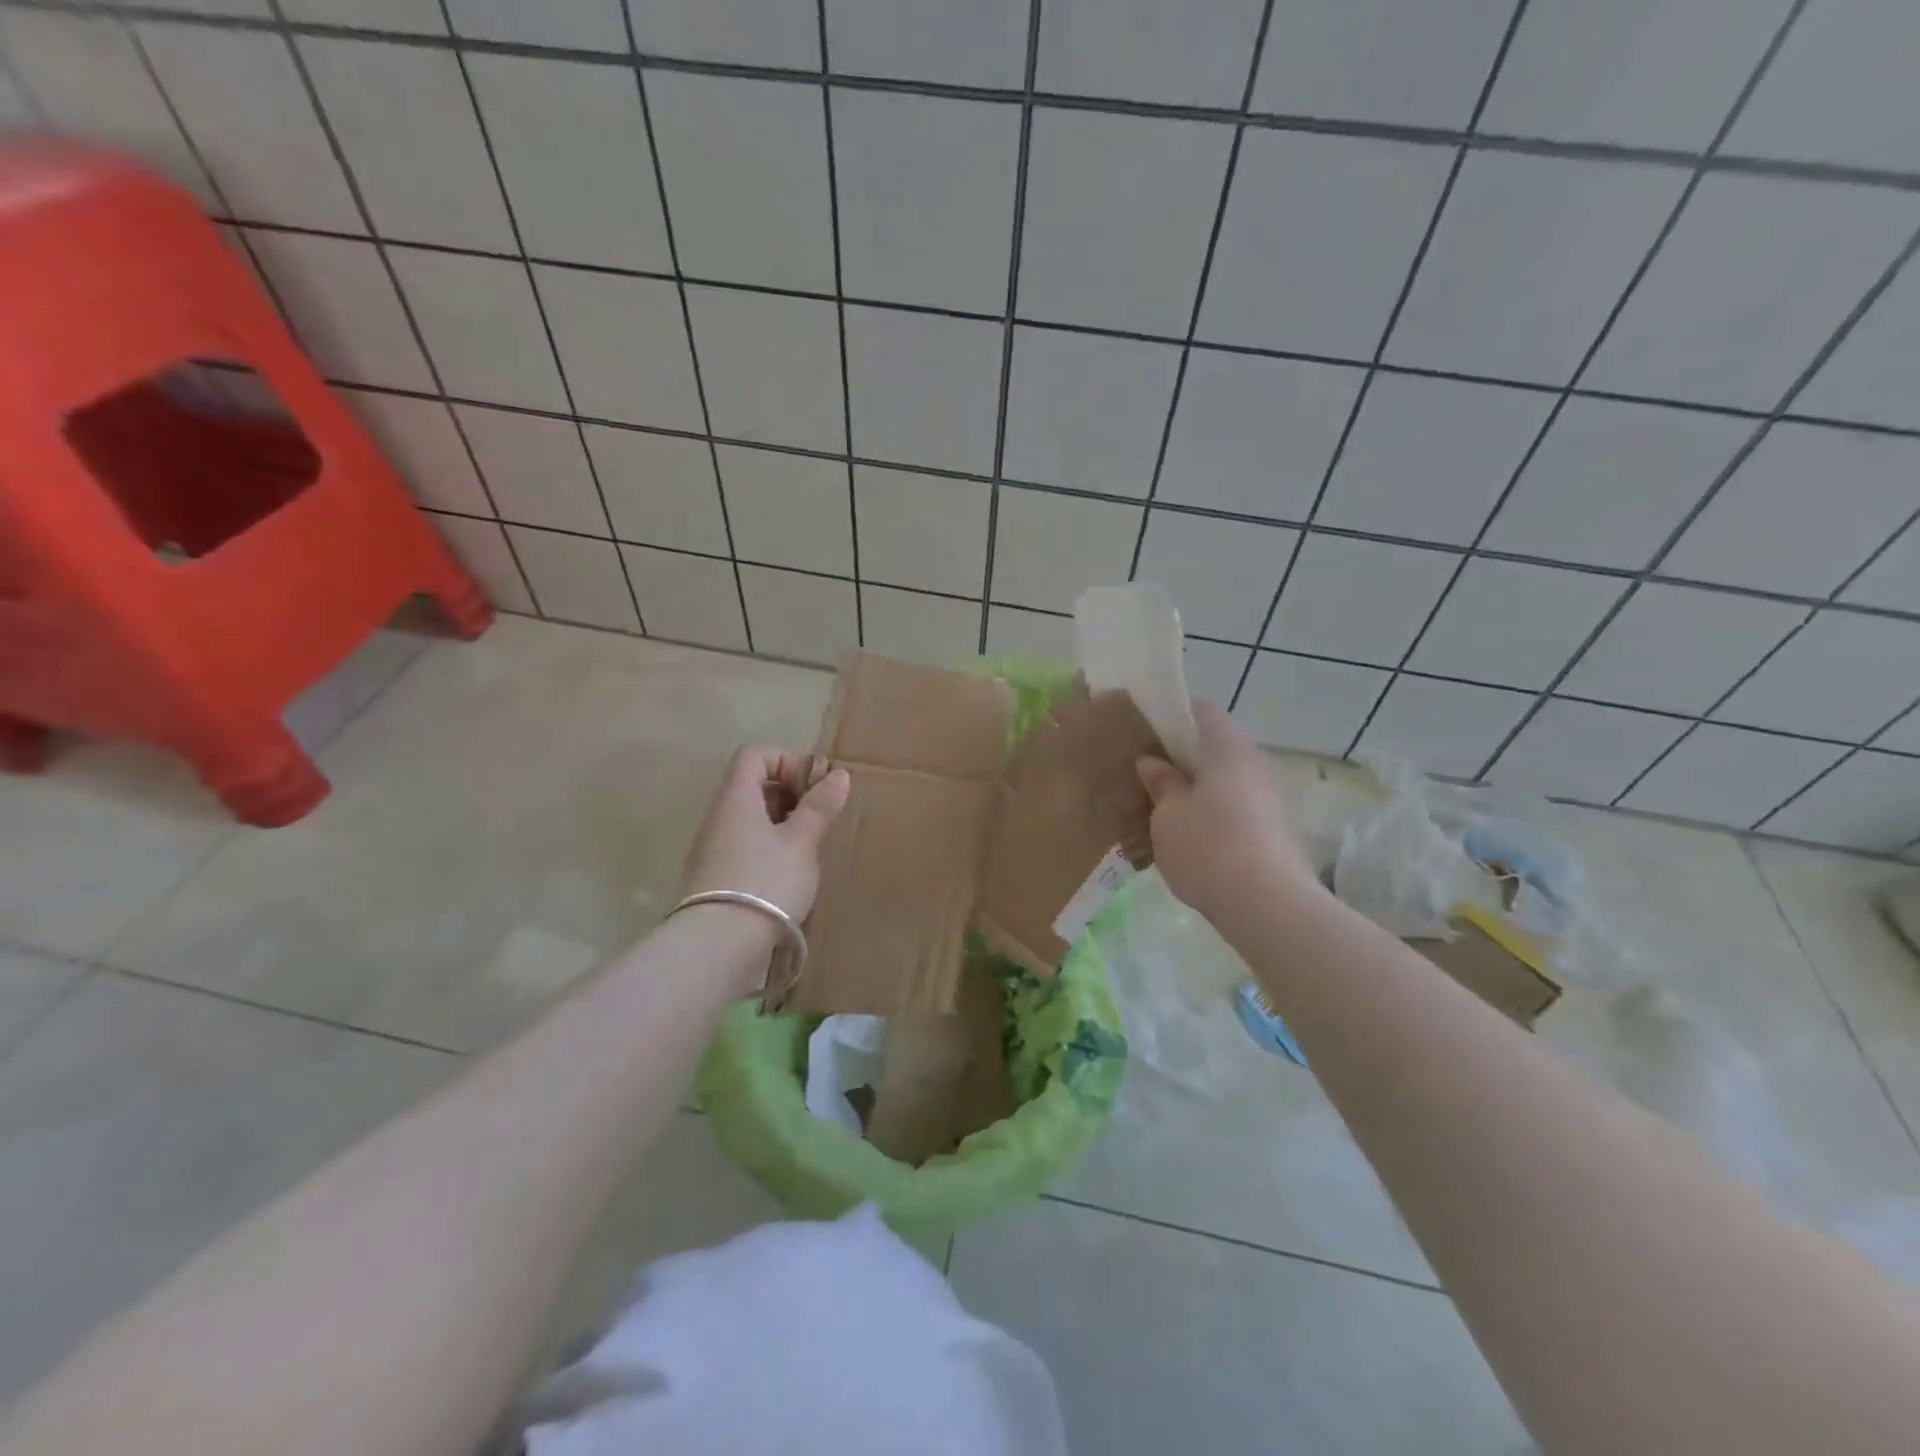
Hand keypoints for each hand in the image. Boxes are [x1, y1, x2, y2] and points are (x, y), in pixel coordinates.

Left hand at [679, 747, 850, 924]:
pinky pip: (746, 846)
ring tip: (809, 848)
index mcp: (737, 798)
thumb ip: (819, 807)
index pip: (755, 755)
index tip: (812, 789)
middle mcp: (720, 816)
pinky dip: (770, 848)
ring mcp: (714, 848)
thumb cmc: (765, 881)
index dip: (787, 762)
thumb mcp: (801, 842)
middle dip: (790, 795)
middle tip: (818, 818)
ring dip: (783, 824)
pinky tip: (790, 873)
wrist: (718, 946)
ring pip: (751, 819)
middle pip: (753, 786)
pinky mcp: (717, 877)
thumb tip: (838, 774)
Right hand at [1136, 701, 1319, 929]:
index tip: (1144, 731)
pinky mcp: (1270, 829)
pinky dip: (1208, 812)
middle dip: (1179, 757)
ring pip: (1222, 780)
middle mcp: (1252, 764)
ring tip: (1159, 808)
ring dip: (1193, 788)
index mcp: (1227, 748)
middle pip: (1213, 747)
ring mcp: (1266, 798)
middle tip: (1144, 774)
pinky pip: (1232, 807)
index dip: (1171, 715)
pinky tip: (1184, 836)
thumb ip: (1160, 782)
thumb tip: (1152, 761)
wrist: (1267, 906)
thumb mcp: (1168, 814)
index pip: (1201, 711)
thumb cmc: (1208, 846)